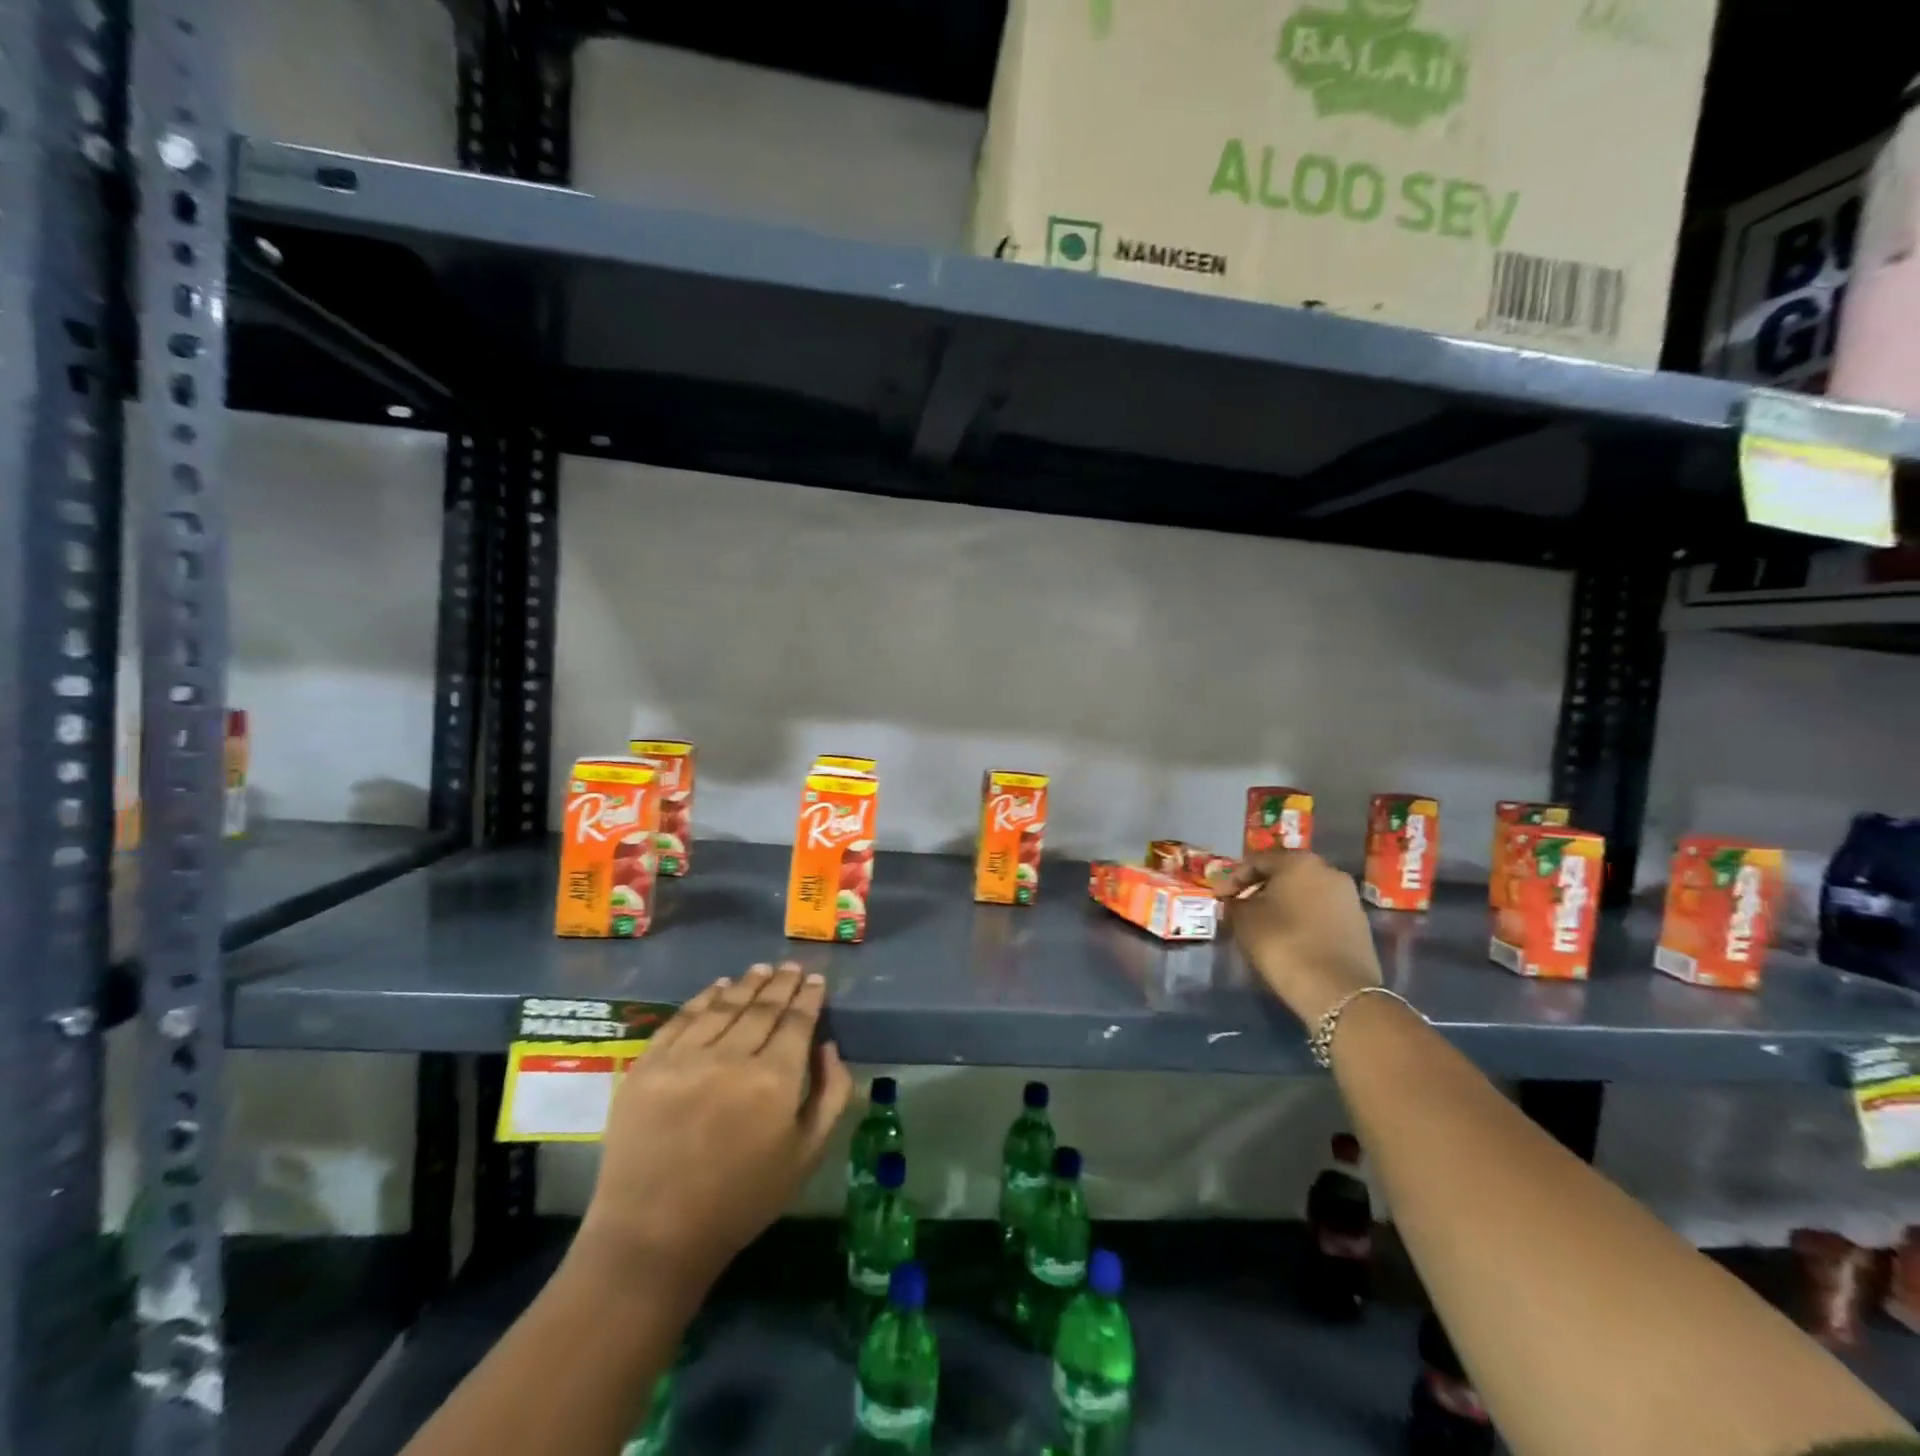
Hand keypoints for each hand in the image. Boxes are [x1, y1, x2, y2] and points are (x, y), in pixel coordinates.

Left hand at [573, 963, 853, 1298]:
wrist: (653, 1237)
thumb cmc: (741, 1201)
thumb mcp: (807, 1155)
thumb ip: (830, 1094)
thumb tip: (828, 1045)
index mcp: (773, 1080)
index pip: (797, 1021)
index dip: (809, 997)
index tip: (816, 980)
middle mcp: (730, 1058)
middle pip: (762, 1006)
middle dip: (782, 984)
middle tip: (793, 968)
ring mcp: (684, 1059)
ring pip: (723, 1006)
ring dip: (746, 984)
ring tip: (761, 969)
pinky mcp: (647, 1066)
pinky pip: (680, 1019)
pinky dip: (702, 998)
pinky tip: (717, 987)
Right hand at [1224, 852, 1382, 1026]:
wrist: (1337, 989)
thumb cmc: (1283, 943)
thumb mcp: (1244, 919)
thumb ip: (1235, 903)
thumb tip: (1236, 901)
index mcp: (1298, 862)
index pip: (1256, 861)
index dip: (1233, 878)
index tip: (1219, 898)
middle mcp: (1328, 870)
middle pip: (1284, 874)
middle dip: (1259, 888)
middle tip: (1240, 907)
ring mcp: (1348, 897)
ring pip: (1305, 892)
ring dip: (1282, 903)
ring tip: (1263, 923)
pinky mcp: (1359, 923)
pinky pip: (1321, 912)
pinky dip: (1302, 918)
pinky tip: (1288, 936)